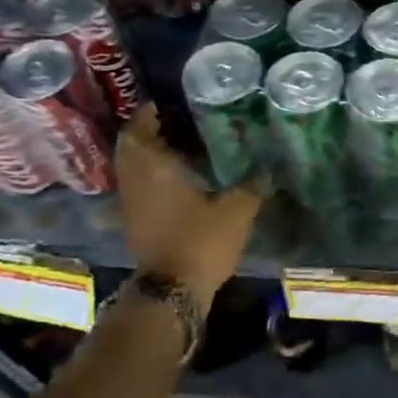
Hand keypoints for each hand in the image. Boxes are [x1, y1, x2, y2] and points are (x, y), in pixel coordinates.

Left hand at [113, 104, 262, 302]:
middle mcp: (136, 183)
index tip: (161, 105)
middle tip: (171, 124)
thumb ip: (251, 186)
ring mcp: (132, 206)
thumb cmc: (200, 240)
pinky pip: (139, 190)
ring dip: (148, 158)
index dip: (146, 116)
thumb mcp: (236, 210)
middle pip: (130, 150)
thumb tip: (267, 169)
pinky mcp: (135, 226)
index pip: (138, 132)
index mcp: (154, 169)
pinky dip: (152, 180)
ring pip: (133, 172)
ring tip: (178, 150)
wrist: (172, 291)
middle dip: (146, 135)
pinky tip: (178, 182)